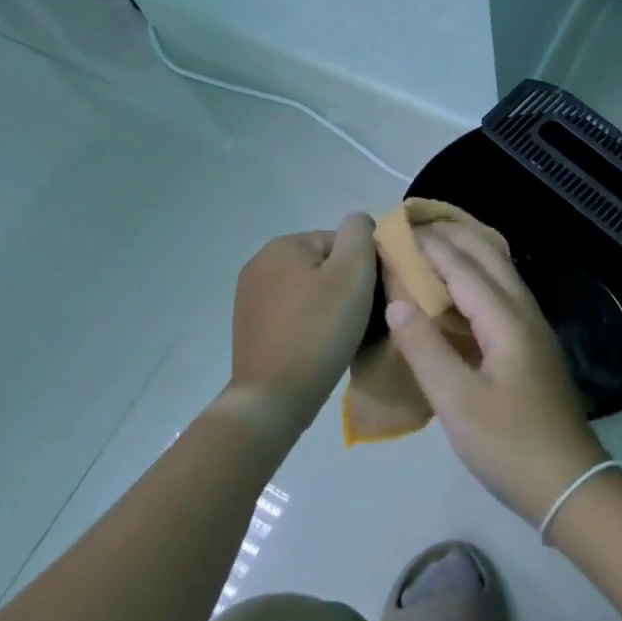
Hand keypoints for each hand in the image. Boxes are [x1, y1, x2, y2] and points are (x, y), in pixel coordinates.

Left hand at [229, 213, 376, 435]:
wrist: (274, 398)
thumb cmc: (319, 330)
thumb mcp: (353, 273)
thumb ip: (360, 234)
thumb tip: (359, 222)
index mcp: (283, 245)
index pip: (341, 243)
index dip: (363, 269)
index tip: (371, 300)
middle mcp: (260, 263)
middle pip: (324, 265)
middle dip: (345, 288)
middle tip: (360, 320)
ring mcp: (250, 297)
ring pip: (309, 291)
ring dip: (328, 307)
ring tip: (342, 337)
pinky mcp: (250, 327)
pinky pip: (292, 314)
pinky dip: (309, 325)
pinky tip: (319, 347)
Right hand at [386, 224, 609, 524]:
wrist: (570, 484)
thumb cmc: (510, 445)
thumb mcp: (457, 403)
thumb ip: (425, 349)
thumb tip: (397, 302)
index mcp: (506, 320)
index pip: (462, 267)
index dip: (429, 246)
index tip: (396, 228)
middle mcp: (524, 312)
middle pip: (489, 257)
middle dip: (453, 235)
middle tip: (415, 224)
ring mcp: (533, 328)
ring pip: (501, 272)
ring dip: (469, 251)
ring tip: (435, 244)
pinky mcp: (533, 346)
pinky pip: (503, 292)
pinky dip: (478, 275)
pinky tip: (461, 290)